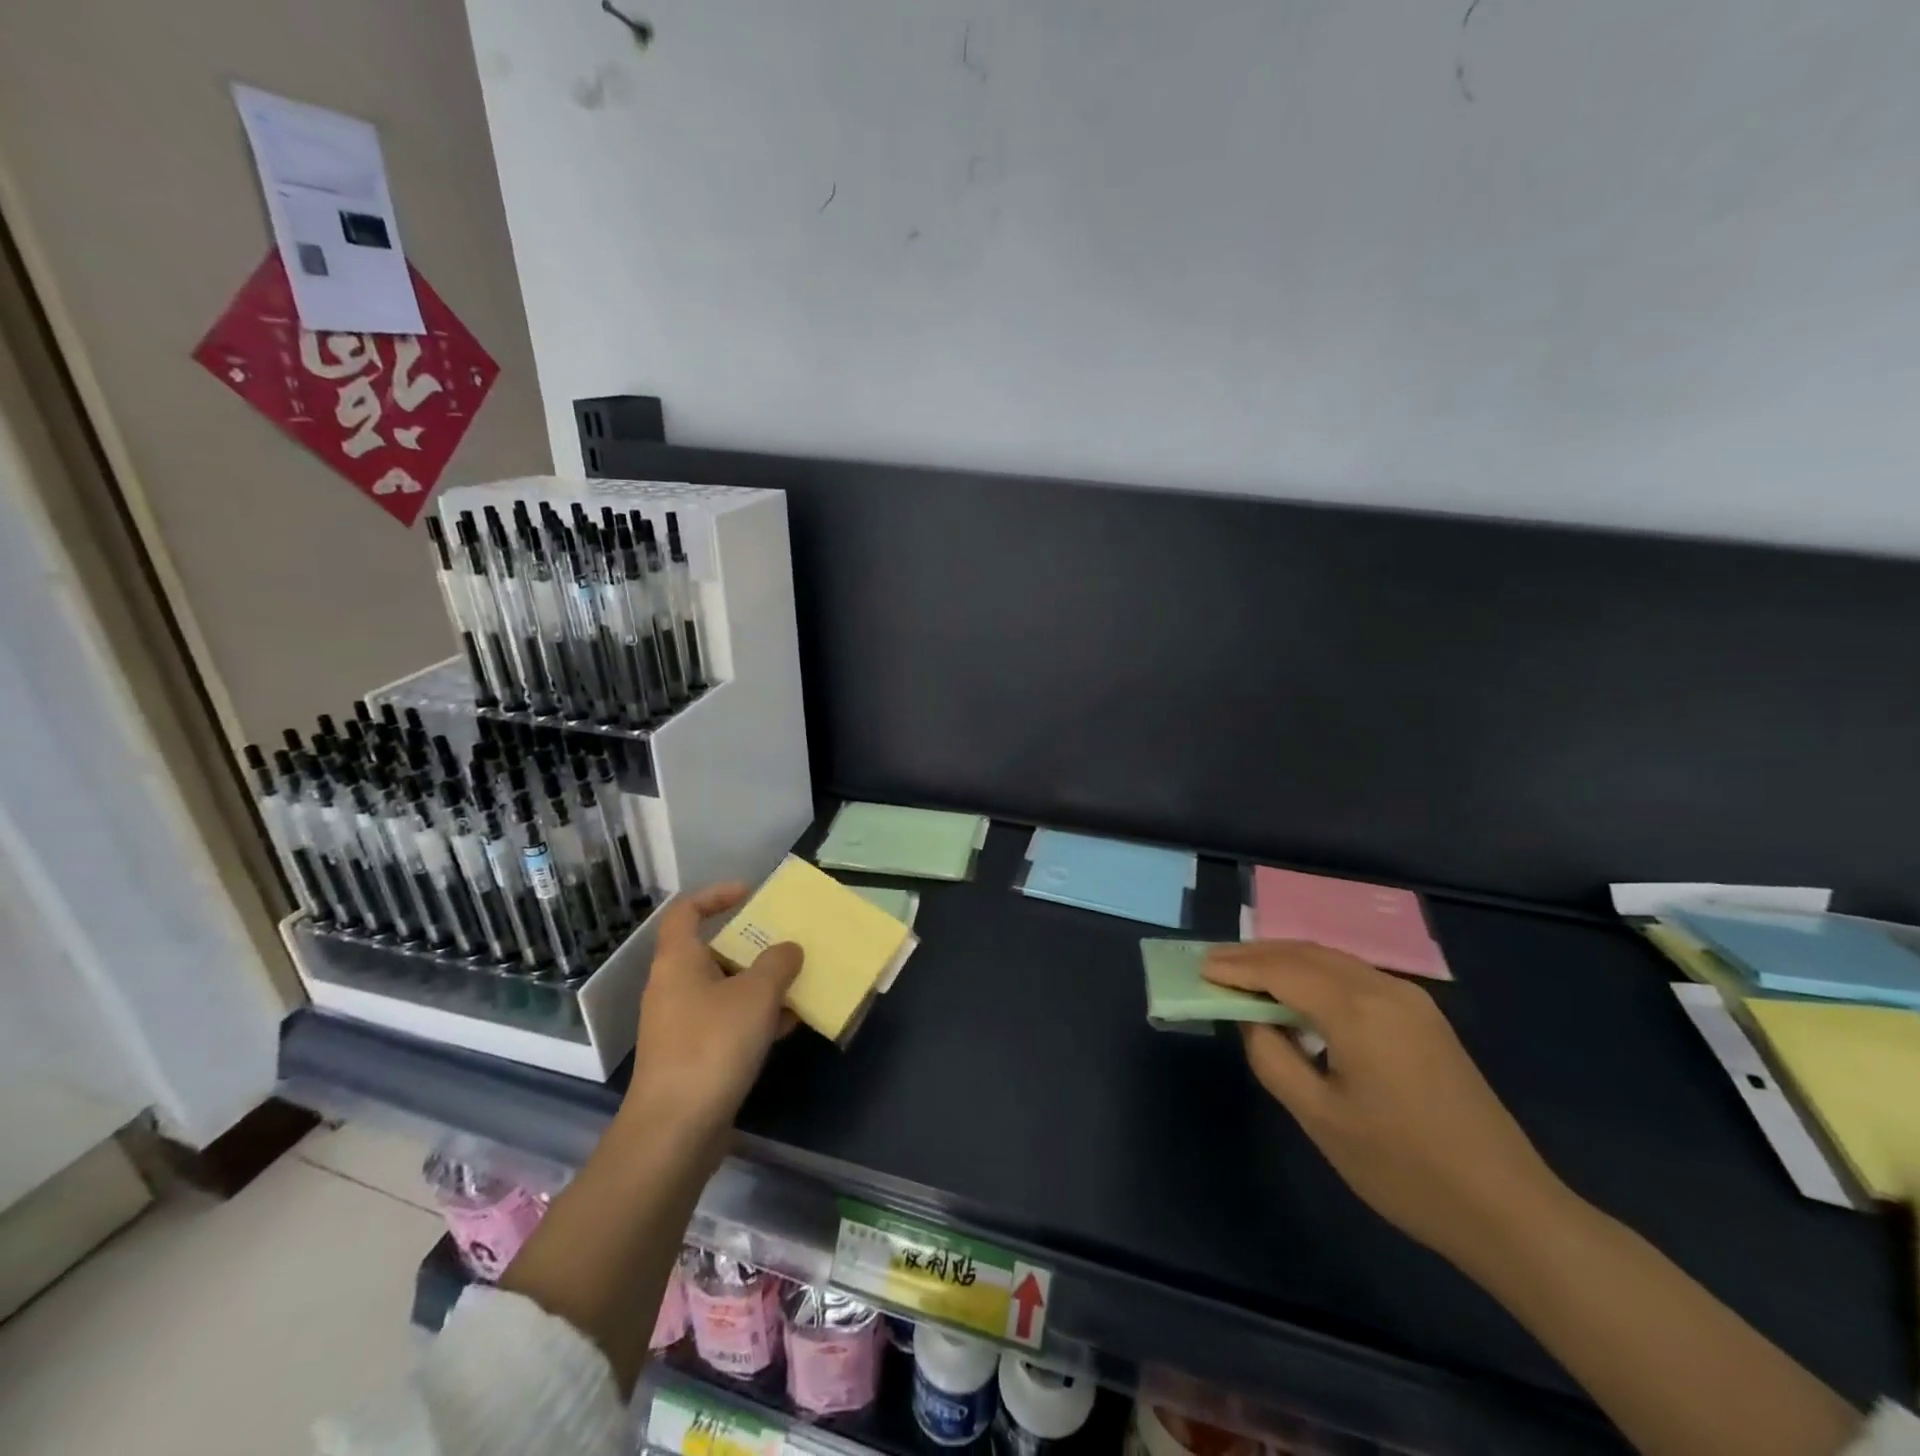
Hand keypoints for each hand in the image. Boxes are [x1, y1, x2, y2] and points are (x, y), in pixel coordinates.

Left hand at [621, 882, 801, 1147]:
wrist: (675, 1131)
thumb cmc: (712, 1046)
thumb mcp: (756, 995)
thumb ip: (777, 963)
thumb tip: (788, 949)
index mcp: (678, 961)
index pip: (686, 911)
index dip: (716, 895)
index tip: (751, 893)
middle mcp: (673, 987)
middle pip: (711, 950)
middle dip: (750, 944)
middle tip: (785, 940)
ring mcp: (680, 1024)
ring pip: (724, 989)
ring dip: (759, 983)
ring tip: (797, 980)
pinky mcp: (691, 1056)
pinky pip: (727, 1022)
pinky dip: (755, 1017)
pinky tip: (788, 1024)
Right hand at [1205, 941, 1567, 1269]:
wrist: (1509, 1210)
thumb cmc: (1403, 1169)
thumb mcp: (1320, 1119)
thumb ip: (1272, 1057)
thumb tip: (1252, 1019)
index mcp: (1357, 1011)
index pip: (1282, 971)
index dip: (1237, 968)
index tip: (1200, 968)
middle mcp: (1384, 989)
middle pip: (1307, 953)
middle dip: (1257, 954)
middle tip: (1215, 963)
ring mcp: (1411, 1000)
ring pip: (1333, 960)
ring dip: (1286, 961)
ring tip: (1247, 973)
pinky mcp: (1424, 1017)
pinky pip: (1356, 976)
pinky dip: (1316, 974)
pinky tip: (1299, 992)